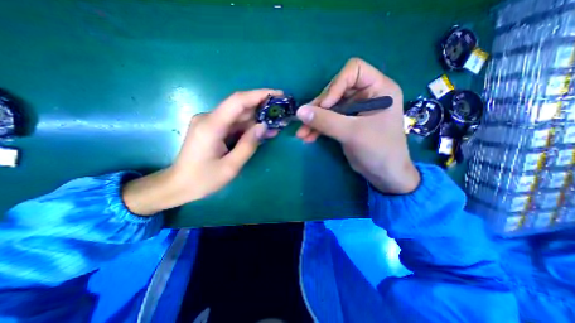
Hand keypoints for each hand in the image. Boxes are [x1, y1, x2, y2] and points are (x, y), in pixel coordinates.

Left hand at [124, 88, 281, 213]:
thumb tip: (264, 126)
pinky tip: (262, 132)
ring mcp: (210, 123)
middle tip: (282, 112)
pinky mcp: (212, 129)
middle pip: (240, 106)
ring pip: (238, 116)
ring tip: (276, 124)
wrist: (178, 185)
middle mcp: (209, 118)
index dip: (259, 95)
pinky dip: (248, 127)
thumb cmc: (203, 179)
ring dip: (257, 119)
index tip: (279, 94)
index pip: (238, 101)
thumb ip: (248, 145)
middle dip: (262, 108)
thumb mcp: (231, 167)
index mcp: (211, 125)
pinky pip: (234, 124)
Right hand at [297, 59, 417, 194]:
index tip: (325, 105)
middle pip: (335, 90)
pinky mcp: (346, 122)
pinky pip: (328, 120)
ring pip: (328, 108)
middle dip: (319, 108)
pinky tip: (307, 137)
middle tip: (305, 121)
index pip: (353, 70)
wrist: (384, 175)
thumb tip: (299, 112)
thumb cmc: (379, 151)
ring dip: (314, 120)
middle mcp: (366, 95)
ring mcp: (355, 109)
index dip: (336, 85)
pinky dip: (317, 128)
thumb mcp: (352, 133)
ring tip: (301, 133)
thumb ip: (326, 121)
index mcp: (378, 89)